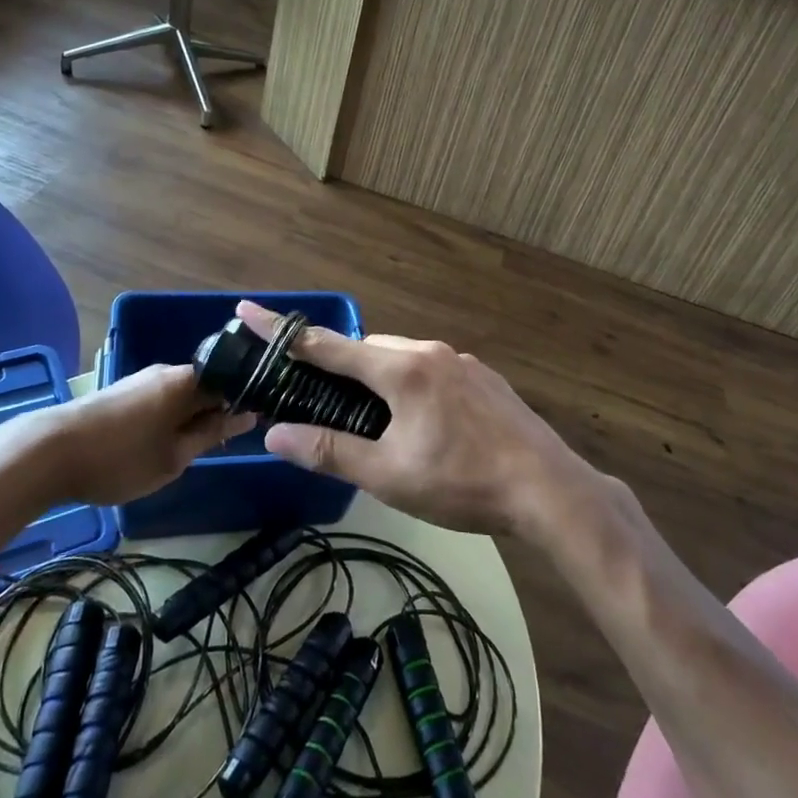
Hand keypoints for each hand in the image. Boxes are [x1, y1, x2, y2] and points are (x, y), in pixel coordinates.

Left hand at [0, 365, 253, 514]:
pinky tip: (162, 444)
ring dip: (191, 418)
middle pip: (206, 386)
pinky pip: (160, 400)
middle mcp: (167, 371)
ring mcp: (141, 380)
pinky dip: (169, 419)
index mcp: (187, 380)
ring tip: (191, 451)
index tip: (255, 426)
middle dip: (217, 412)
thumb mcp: (174, 457)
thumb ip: (212, 434)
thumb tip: (247, 415)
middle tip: (222, 446)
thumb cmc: (120, 458)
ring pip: (181, 395)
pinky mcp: (121, 393)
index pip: (232, 381)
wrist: (46, 453)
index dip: (245, 403)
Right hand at [240, 302, 595, 537]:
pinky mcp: (485, 378)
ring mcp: (463, 362)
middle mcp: (431, 351)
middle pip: (369, 349)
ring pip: (404, 358)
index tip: (249, 310)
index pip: (329, 344)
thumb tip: (276, 434)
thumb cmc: (461, 481)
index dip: (284, 332)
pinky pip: (433, 369)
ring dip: (379, 377)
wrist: (548, 487)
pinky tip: (424, 423)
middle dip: (340, 366)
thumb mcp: (389, 474)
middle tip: (323, 400)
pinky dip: (411, 384)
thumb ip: (331, 451)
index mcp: (402, 368)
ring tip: (376, 421)